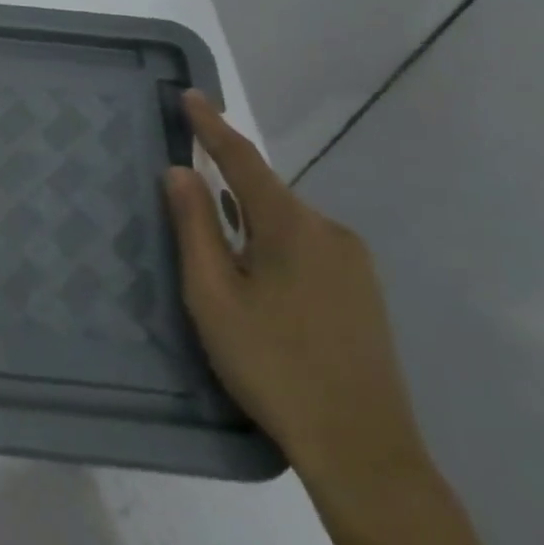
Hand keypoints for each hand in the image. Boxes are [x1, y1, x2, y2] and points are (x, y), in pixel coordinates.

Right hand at [165, 91, 429, 500]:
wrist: (363, 450)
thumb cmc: (273, 366)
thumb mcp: (214, 296)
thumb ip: (195, 227)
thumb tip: (180, 171)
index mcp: (292, 226)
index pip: (243, 160)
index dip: (212, 126)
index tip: (190, 94)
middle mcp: (330, 231)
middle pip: (265, 193)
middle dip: (226, 188)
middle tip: (186, 201)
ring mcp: (354, 262)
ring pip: (285, 222)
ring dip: (248, 224)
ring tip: (219, 259)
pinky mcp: (364, 291)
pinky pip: (306, 246)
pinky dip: (271, 245)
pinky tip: (258, 282)